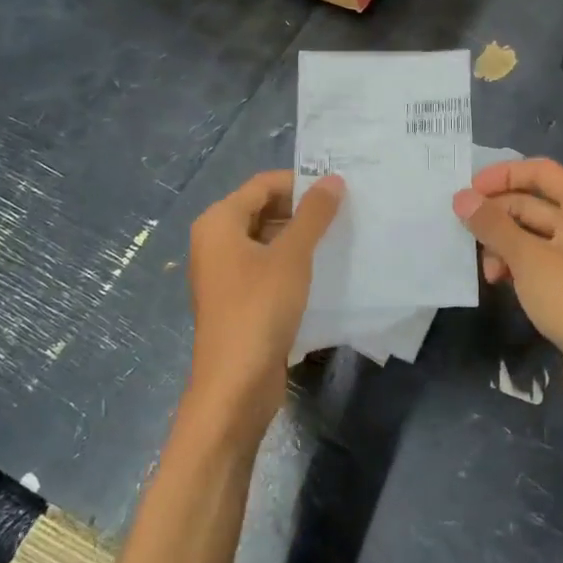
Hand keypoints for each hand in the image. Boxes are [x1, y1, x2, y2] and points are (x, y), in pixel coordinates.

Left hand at [183, 170, 343, 441]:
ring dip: (301, 237)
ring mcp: (226, 273)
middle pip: (263, 209)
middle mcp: (216, 242)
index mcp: (219, 222)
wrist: (236, 383)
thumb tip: (333, 179)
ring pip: (268, 240)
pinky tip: (324, 270)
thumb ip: (314, 215)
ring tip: (341, 238)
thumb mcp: (292, 256)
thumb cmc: (259, 308)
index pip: (263, 184)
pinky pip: (268, 267)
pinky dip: (293, 263)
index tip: (340, 190)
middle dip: (302, 210)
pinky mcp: (239, 300)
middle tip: (345, 213)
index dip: (301, 183)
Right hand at [454, 158, 562, 414]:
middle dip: (497, 217)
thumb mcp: (528, 258)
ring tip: (486, 270)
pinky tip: (498, 282)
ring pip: (532, 235)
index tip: (467, 191)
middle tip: (463, 234)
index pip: (539, 171)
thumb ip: (493, 225)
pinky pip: (538, 261)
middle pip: (533, 203)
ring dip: (504, 246)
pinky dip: (516, 266)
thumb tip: (462, 198)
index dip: (502, 175)